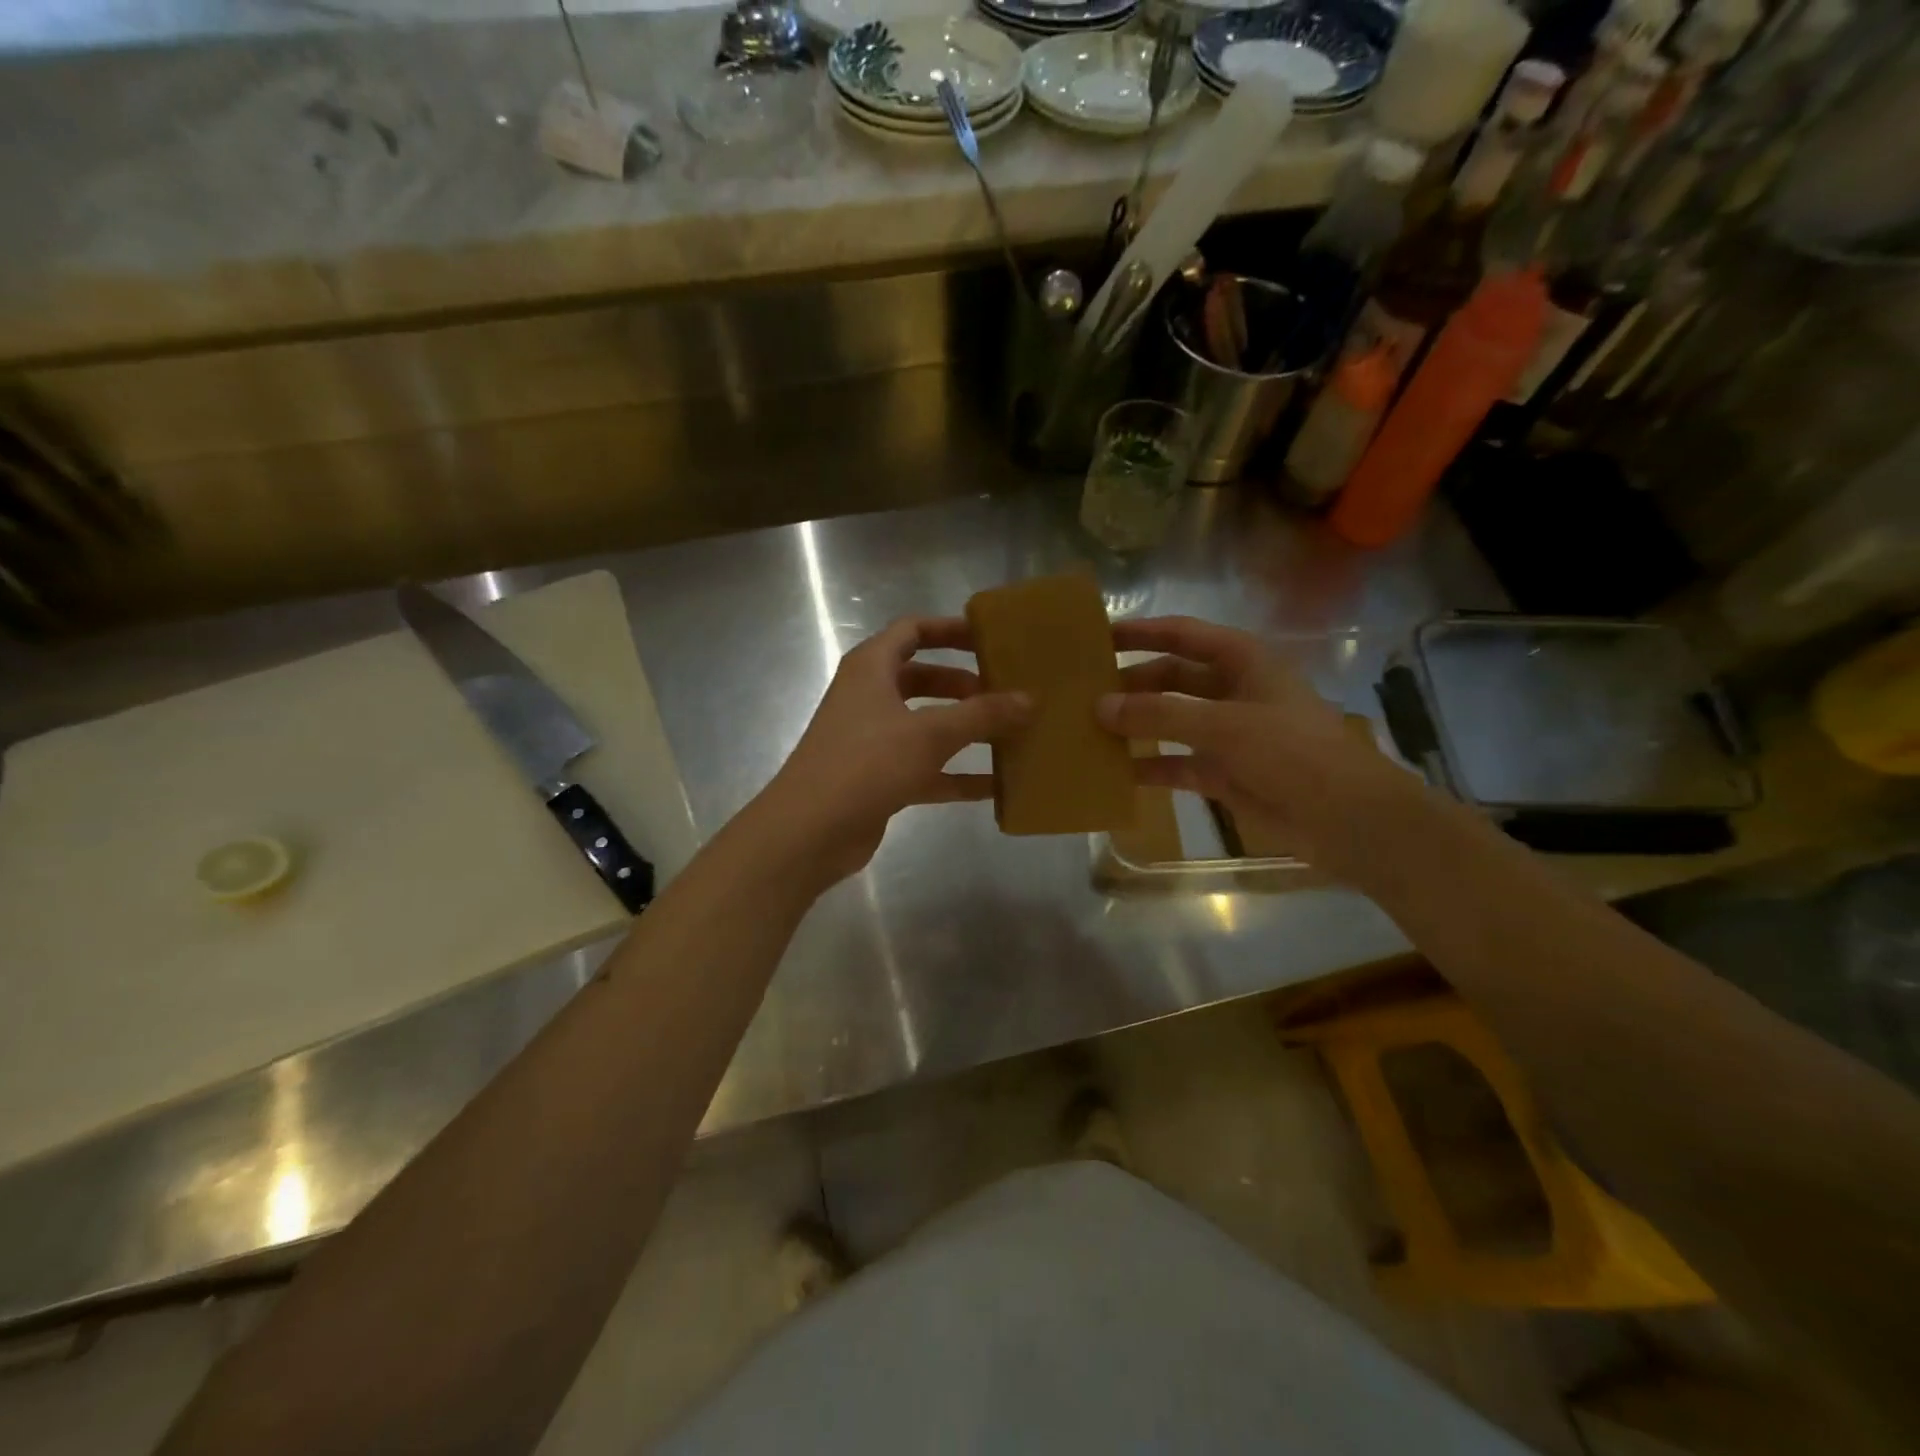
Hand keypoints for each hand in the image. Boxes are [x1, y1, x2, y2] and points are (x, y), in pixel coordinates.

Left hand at [752, 617, 1030, 887]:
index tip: (990, 638)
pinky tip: (996, 785)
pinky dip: (957, 774)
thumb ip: (981, 715)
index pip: (913, 631)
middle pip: (923, 678)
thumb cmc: (866, 764)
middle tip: (1007, 691)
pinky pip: (927, 768)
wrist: (810, 831)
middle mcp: (870, 697)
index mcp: (871, 668)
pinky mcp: (880, 779)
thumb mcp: (929, 733)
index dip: (950, 629)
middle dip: (965, 684)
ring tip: (1012, 733)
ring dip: (965, 729)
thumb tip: (1029, 699)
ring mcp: (874, 740)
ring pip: (927, 725)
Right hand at [1097, 616, 1418, 874]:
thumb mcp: (1223, 725)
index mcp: (1243, 662)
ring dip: (1136, 724)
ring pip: (1171, 721)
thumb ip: (1160, 714)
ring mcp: (1228, 734)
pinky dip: (1149, 766)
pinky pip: (1177, 764)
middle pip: (1171, 677)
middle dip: (1132, 683)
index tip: (1099, 635)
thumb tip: (1100, 706)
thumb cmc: (1290, 752)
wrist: (1345, 818)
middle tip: (1084, 690)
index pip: (1183, 634)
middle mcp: (1232, 691)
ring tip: (1089, 728)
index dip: (1143, 631)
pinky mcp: (1224, 772)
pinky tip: (1114, 772)